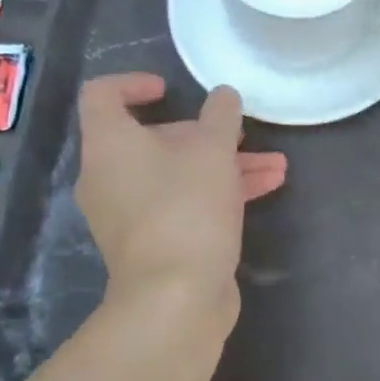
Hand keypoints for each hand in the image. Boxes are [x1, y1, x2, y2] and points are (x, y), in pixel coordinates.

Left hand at [75, 74, 286, 317]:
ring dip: (226, 165)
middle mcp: (110, 176)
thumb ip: (221, 116)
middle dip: (206, 135)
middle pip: (153, 139)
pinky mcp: (154, 242)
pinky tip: (266, 189)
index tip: (172, 89)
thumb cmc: (187, 208)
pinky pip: (183, 203)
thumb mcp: (213, 151)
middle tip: (242, 135)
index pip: (102, 95)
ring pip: (177, 174)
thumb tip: (223, 95)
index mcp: (110, 145)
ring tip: (276, 165)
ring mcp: (130, 213)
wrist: (175, 297)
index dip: (134, 83)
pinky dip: (219, 192)